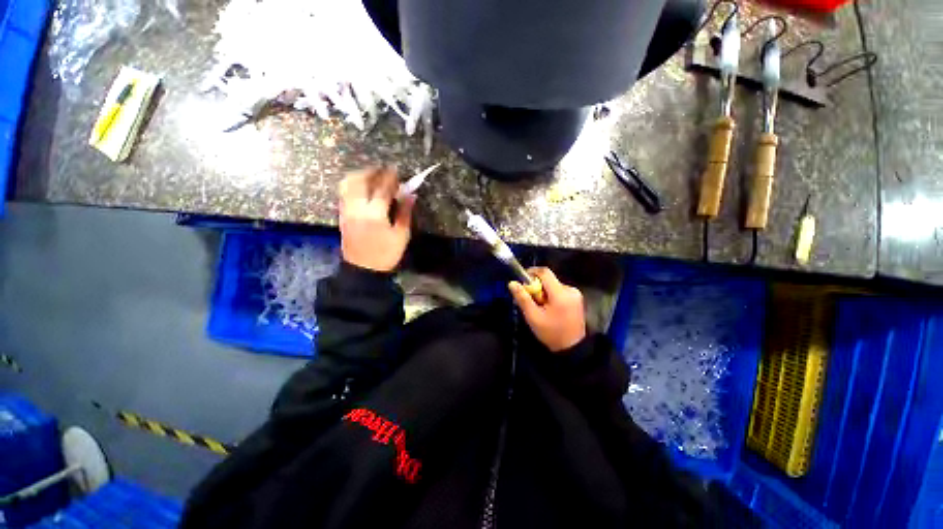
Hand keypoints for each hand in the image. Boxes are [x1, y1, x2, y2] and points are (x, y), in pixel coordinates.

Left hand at [338, 167, 414, 271]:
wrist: (363, 269)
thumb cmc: (386, 254)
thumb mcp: (401, 235)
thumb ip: (405, 213)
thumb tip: (411, 195)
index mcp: (375, 214)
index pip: (382, 189)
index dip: (390, 178)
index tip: (396, 170)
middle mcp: (357, 208)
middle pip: (360, 181)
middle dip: (372, 171)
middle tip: (383, 170)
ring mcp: (346, 210)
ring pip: (348, 184)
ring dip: (359, 175)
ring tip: (372, 175)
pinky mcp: (341, 215)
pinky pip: (344, 192)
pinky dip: (352, 184)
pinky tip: (362, 187)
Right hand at [509, 267, 585, 352]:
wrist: (573, 348)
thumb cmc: (551, 333)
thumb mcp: (533, 317)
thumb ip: (523, 298)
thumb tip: (512, 283)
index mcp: (560, 293)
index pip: (544, 272)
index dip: (531, 272)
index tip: (522, 280)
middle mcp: (570, 289)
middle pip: (548, 279)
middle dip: (536, 286)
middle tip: (529, 299)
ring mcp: (575, 294)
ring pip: (553, 285)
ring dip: (543, 291)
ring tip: (539, 306)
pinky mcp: (576, 298)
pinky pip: (559, 291)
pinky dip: (551, 296)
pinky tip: (548, 308)